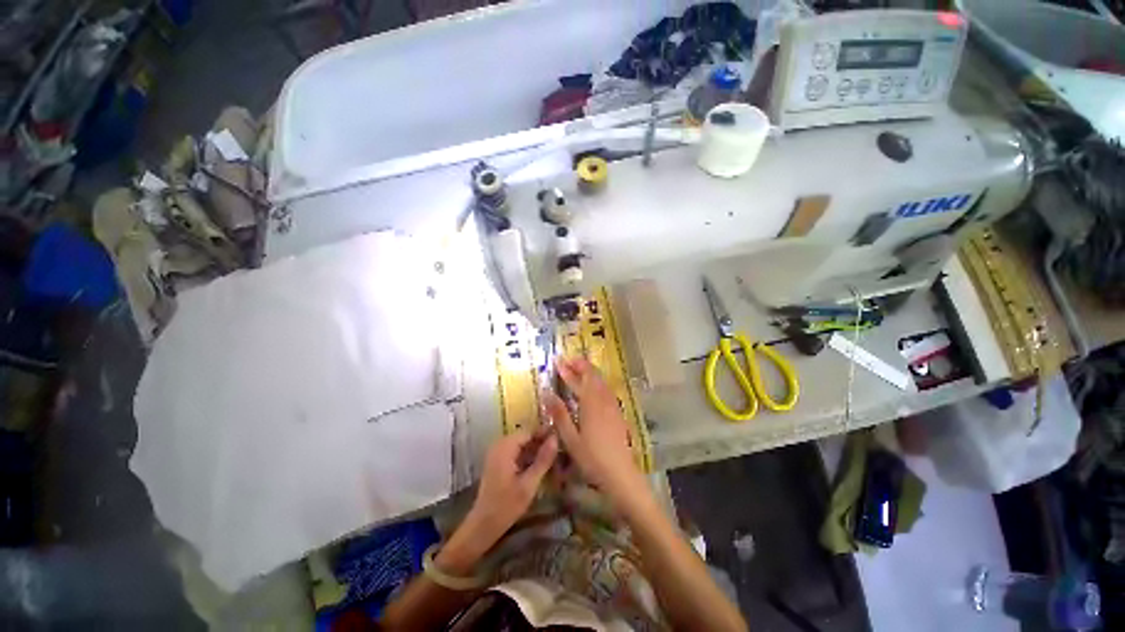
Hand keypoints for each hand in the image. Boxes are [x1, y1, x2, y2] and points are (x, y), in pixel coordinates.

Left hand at [470, 430, 557, 541]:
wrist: (483, 526)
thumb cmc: (506, 506)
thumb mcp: (529, 484)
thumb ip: (543, 460)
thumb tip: (556, 438)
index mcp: (505, 446)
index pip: (529, 431)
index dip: (546, 433)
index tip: (562, 437)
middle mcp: (500, 445)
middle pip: (525, 436)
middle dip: (542, 441)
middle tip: (561, 448)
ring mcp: (497, 453)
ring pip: (522, 444)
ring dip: (536, 449)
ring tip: (554, 456)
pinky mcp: (498, 462)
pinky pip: (516, 451)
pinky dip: (528, 456)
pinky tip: (540, 465)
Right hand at [543, 357, 646, 504]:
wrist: (620, 473)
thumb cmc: (592, 458)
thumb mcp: (570, 438)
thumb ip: (559, 414)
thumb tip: (547, 393)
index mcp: (590, 403)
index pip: (578, 379)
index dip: (567, 369)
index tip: (557, 361)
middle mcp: (603, 399)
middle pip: (593, 375)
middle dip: (580, 365)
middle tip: (567, 361)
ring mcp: (612, 404)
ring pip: (601, 380)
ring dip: (589, 372)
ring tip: (578, 369)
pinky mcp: (617, 411)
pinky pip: (606, 389)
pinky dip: (597, 381)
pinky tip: (593, 387)